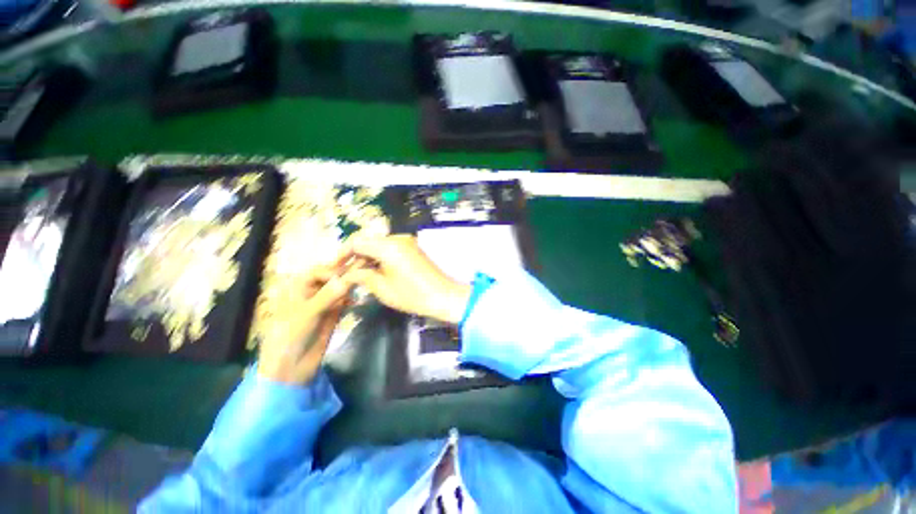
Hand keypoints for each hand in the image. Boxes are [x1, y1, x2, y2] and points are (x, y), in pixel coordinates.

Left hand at [257, 266, 352, 384]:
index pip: (319, 271)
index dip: (334, 271)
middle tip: (363, 272)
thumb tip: (348, 278)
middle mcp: (311, 292)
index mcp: (297, 288)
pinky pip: (344, 300)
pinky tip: (357, 300)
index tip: (348, 276)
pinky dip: (351, 298)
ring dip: (351, 285)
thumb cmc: (290, 337)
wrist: (291, 368)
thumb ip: (328, 296)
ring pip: (339, 288)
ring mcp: (323, 303)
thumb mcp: (307, 314)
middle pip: (331, 277)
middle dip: (346, 275)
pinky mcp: (333, 313)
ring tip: (365, 283)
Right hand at [338, 234, 470, 323]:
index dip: (342, 254)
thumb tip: (347, 273)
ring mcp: (407, 242)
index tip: (333, 267)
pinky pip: (390, 249)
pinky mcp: (413, 248)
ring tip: (357, 275)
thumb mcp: (383, 289)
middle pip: (368, 242)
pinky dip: (380, 258)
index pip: (357, 242)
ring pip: (379, 246)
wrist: (443, 296)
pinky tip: (374, 271)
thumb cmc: (413, 295)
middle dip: (355, 257)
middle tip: (344, 274)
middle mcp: (397, 239)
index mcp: (388, 246)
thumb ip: (362, 276)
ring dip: (367, 258)